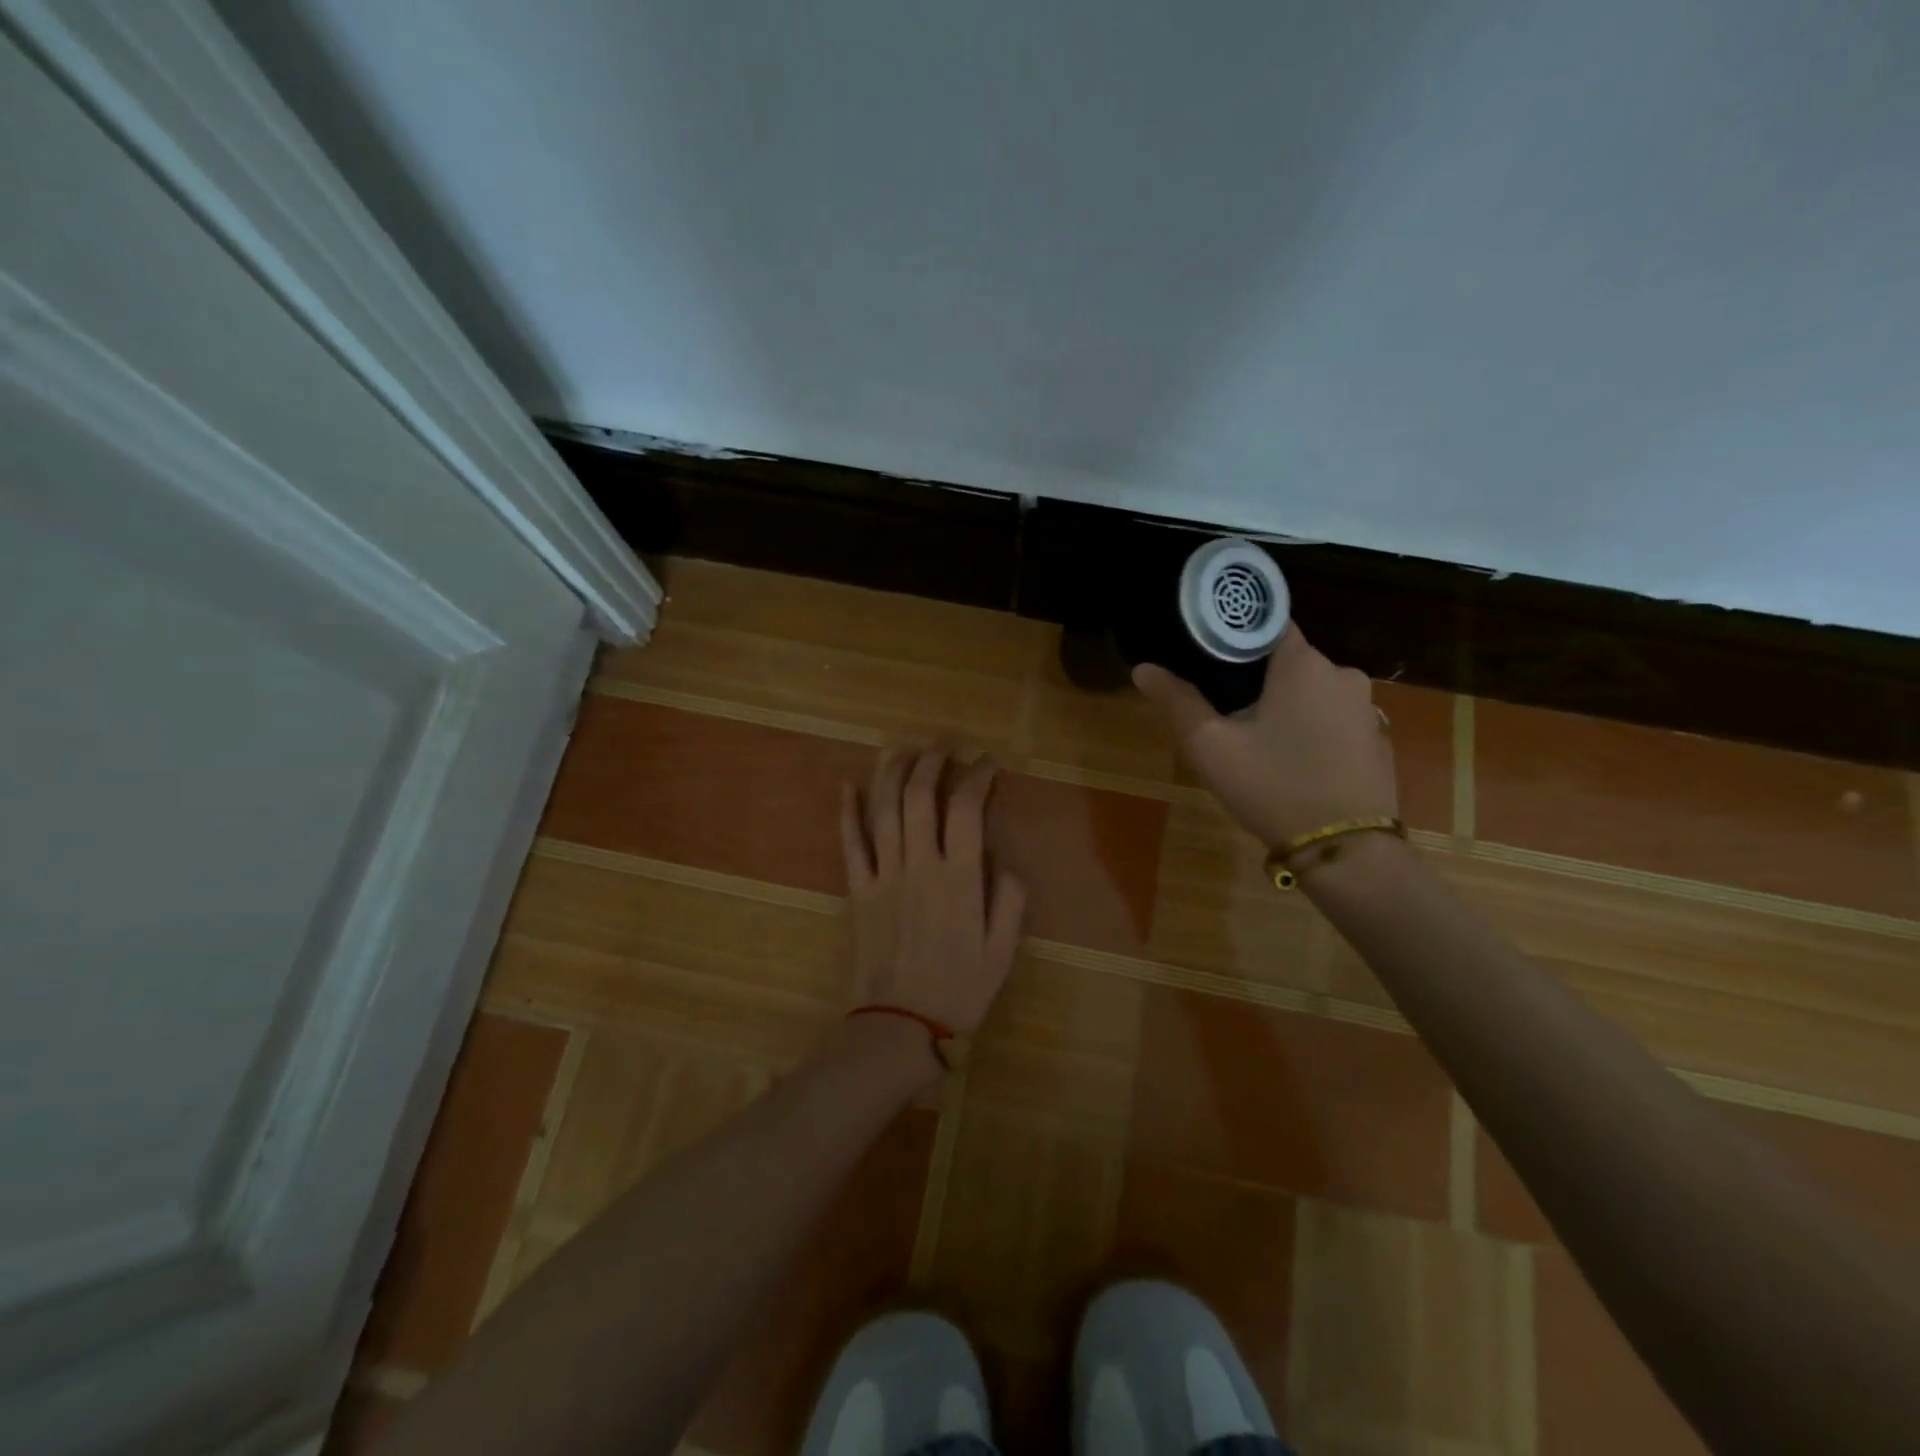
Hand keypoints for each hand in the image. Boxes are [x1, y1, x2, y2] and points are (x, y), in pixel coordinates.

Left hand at [840, 749, 1026, 1033]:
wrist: (898, 1024)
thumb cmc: (958, 990)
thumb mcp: (1003, 952)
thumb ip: (1010, 901)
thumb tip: (1006, 862)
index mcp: (960, 878)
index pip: (967, 809)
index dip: (978, 776)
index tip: (987, 763)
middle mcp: (920, 865)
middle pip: (920, 796)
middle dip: (932, 760)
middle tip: (944, 743)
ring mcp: (883, 874)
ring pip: (883, 809)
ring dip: (892, 771)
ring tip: (903, 748)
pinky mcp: (857, 889)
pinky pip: (849, 842)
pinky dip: (848, 810)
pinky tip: (849, 784)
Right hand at [1133, 628, 1397, 847]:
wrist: (1346, 850)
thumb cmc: (1273, 786)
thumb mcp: (1211, 746)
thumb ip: (1177, 701)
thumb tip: (1142, 669)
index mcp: (1302, 663)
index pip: (1266, 624)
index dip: (1234, 636)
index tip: (1207, 656)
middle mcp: (1342, 673)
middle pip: (1288, 659)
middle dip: (1256, 677)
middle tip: (1222, 708)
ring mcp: (1366, 708)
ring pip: (1311, 690)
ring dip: (1285, 704)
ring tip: (1255, 738)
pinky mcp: (1377, 739)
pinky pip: (1333, 718)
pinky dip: (1311, 727)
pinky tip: (1292, 760)